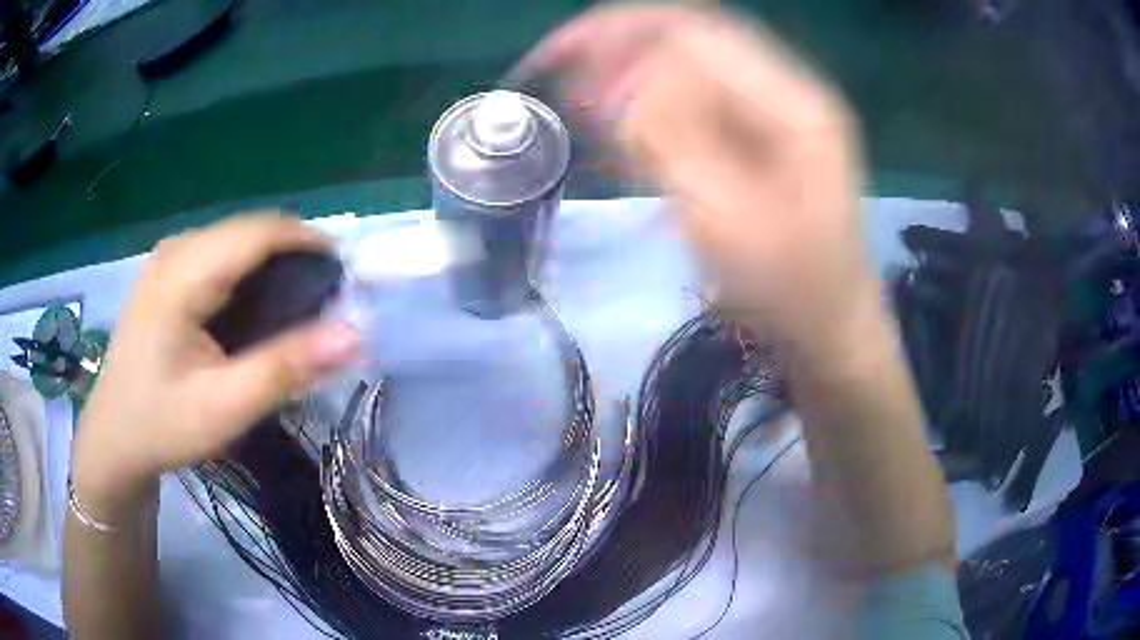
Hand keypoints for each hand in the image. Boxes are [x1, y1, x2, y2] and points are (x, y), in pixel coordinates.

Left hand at [72, 213, 359, 516]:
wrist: (114, 436)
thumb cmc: (162, 424)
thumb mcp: (224, 407)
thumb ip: (286, 368)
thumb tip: (352, 336)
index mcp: (183, 274)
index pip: (260, 231)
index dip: (311, 245)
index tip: (346, 283)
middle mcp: (176, 250)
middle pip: (251, 231)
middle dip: (295, 257)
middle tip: (324, 308)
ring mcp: (169, 258)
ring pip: (238, 239)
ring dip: (274, 265)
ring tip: (296, 311)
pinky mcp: (168, 272)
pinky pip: (221, 254)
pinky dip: (250, 273)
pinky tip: (255, 312)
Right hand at [521, 7, 878, 348]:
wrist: (831, 324)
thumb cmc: (790, 290)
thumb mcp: (728, 223)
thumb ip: (673, 143)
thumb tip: (617, 84)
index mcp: (795, 104)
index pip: (694, 33)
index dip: (618, 37)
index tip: (556, 67)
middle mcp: (788, 88)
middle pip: (690, 33)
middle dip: (616, 42)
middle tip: (555, 68)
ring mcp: (777, 107)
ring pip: (688, 58)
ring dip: (627, 66)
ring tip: (578, 94)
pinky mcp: (761, 130)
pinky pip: (695, 92)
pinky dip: (647, 96)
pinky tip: (617, 119)